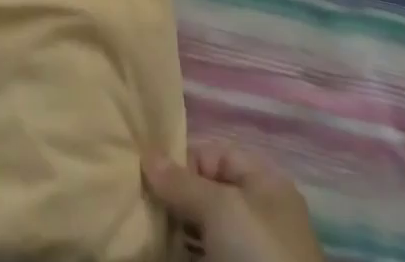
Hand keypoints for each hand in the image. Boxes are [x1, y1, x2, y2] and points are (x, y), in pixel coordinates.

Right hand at [144, 140, 324, 261]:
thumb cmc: (258, 258)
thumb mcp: (221, 210)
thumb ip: (182, 182)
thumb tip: (147, 153)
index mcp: (264, 186)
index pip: (214, 157)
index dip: (181, 162)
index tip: (147, 175)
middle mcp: (255, 218)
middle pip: (204, 196)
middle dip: (171, 199)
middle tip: (139, 205)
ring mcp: (243, 258)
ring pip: (199, 233)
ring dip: (170, 231)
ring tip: (142, 230)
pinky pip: (197, 259)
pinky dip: (177, 254)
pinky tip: (153, 253)